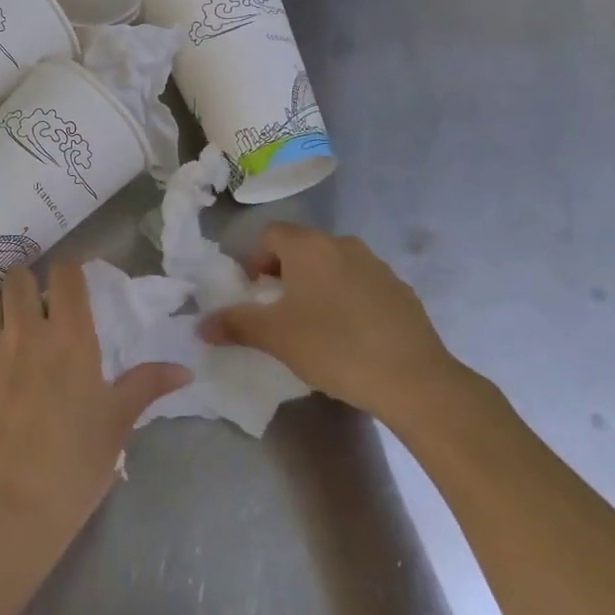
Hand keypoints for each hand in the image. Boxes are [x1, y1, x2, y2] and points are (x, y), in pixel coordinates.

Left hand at [0, 262, 188, 549]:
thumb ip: (146, 386)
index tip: (71, 285)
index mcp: (69, 336)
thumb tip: (183, 369)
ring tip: (11, 350)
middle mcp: (24, 332)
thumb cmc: (74, 465)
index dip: (68, 272)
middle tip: (35, 313)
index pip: (66, 274)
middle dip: (27, 286)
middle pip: (17, 278)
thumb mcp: (116, 424)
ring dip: (3, 319)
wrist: (6, 508)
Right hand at [201, 222, 472, 427]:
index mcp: (309, 247)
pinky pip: (362, 284)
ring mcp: (377, 266)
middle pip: (302, 247)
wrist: (413, 379)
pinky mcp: (401, 290)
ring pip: (334, 265)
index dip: (256, 260)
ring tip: (317, 325)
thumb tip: (201, 325)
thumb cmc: (333, 347)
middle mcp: (343, 245)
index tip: (256, 293)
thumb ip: (235, 324)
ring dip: (318, 285)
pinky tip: (352, 335)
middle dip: (286, 273)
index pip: (270, 234)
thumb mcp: (275, 338)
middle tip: (281, 311)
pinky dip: (349, 299)